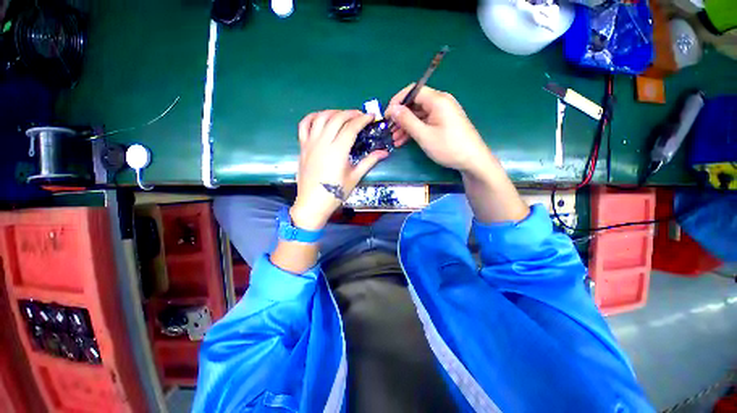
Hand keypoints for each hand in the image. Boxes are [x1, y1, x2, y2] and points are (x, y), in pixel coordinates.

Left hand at [291, 110, 388, 230]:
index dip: (362, 119)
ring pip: (321, 117)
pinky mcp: (302, 146)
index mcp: (338, 150)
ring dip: (333, 112)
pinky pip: (304, 125)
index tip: (371, 117)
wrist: (312, 203)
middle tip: (360, 116)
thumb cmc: (335, 193)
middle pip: (337, 118)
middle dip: (350, 113)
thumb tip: (384, 152)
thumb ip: (369, 161)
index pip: (351, 127)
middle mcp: (323, 142)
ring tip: (343, 115)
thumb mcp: (354, 177)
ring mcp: (310, 143)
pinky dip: (313, 117)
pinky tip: (321, 117)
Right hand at [387, 85, 527, 222]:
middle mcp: (440, 102)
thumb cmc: (448, 147)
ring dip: (405, 126)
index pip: (413, 91)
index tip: (387, 115)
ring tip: (394, 139)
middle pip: (415, 103)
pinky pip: (425, 122)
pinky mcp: (443, 122)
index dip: (397, 101)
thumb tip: (393, 109)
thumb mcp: (424, 135)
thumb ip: (407, 120)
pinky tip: (404, 140)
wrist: (472, 160)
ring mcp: (442, 113)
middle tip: (389, 130)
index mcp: (438, 100)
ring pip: (419, 115)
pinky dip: (414, 129)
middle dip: (400, 117)